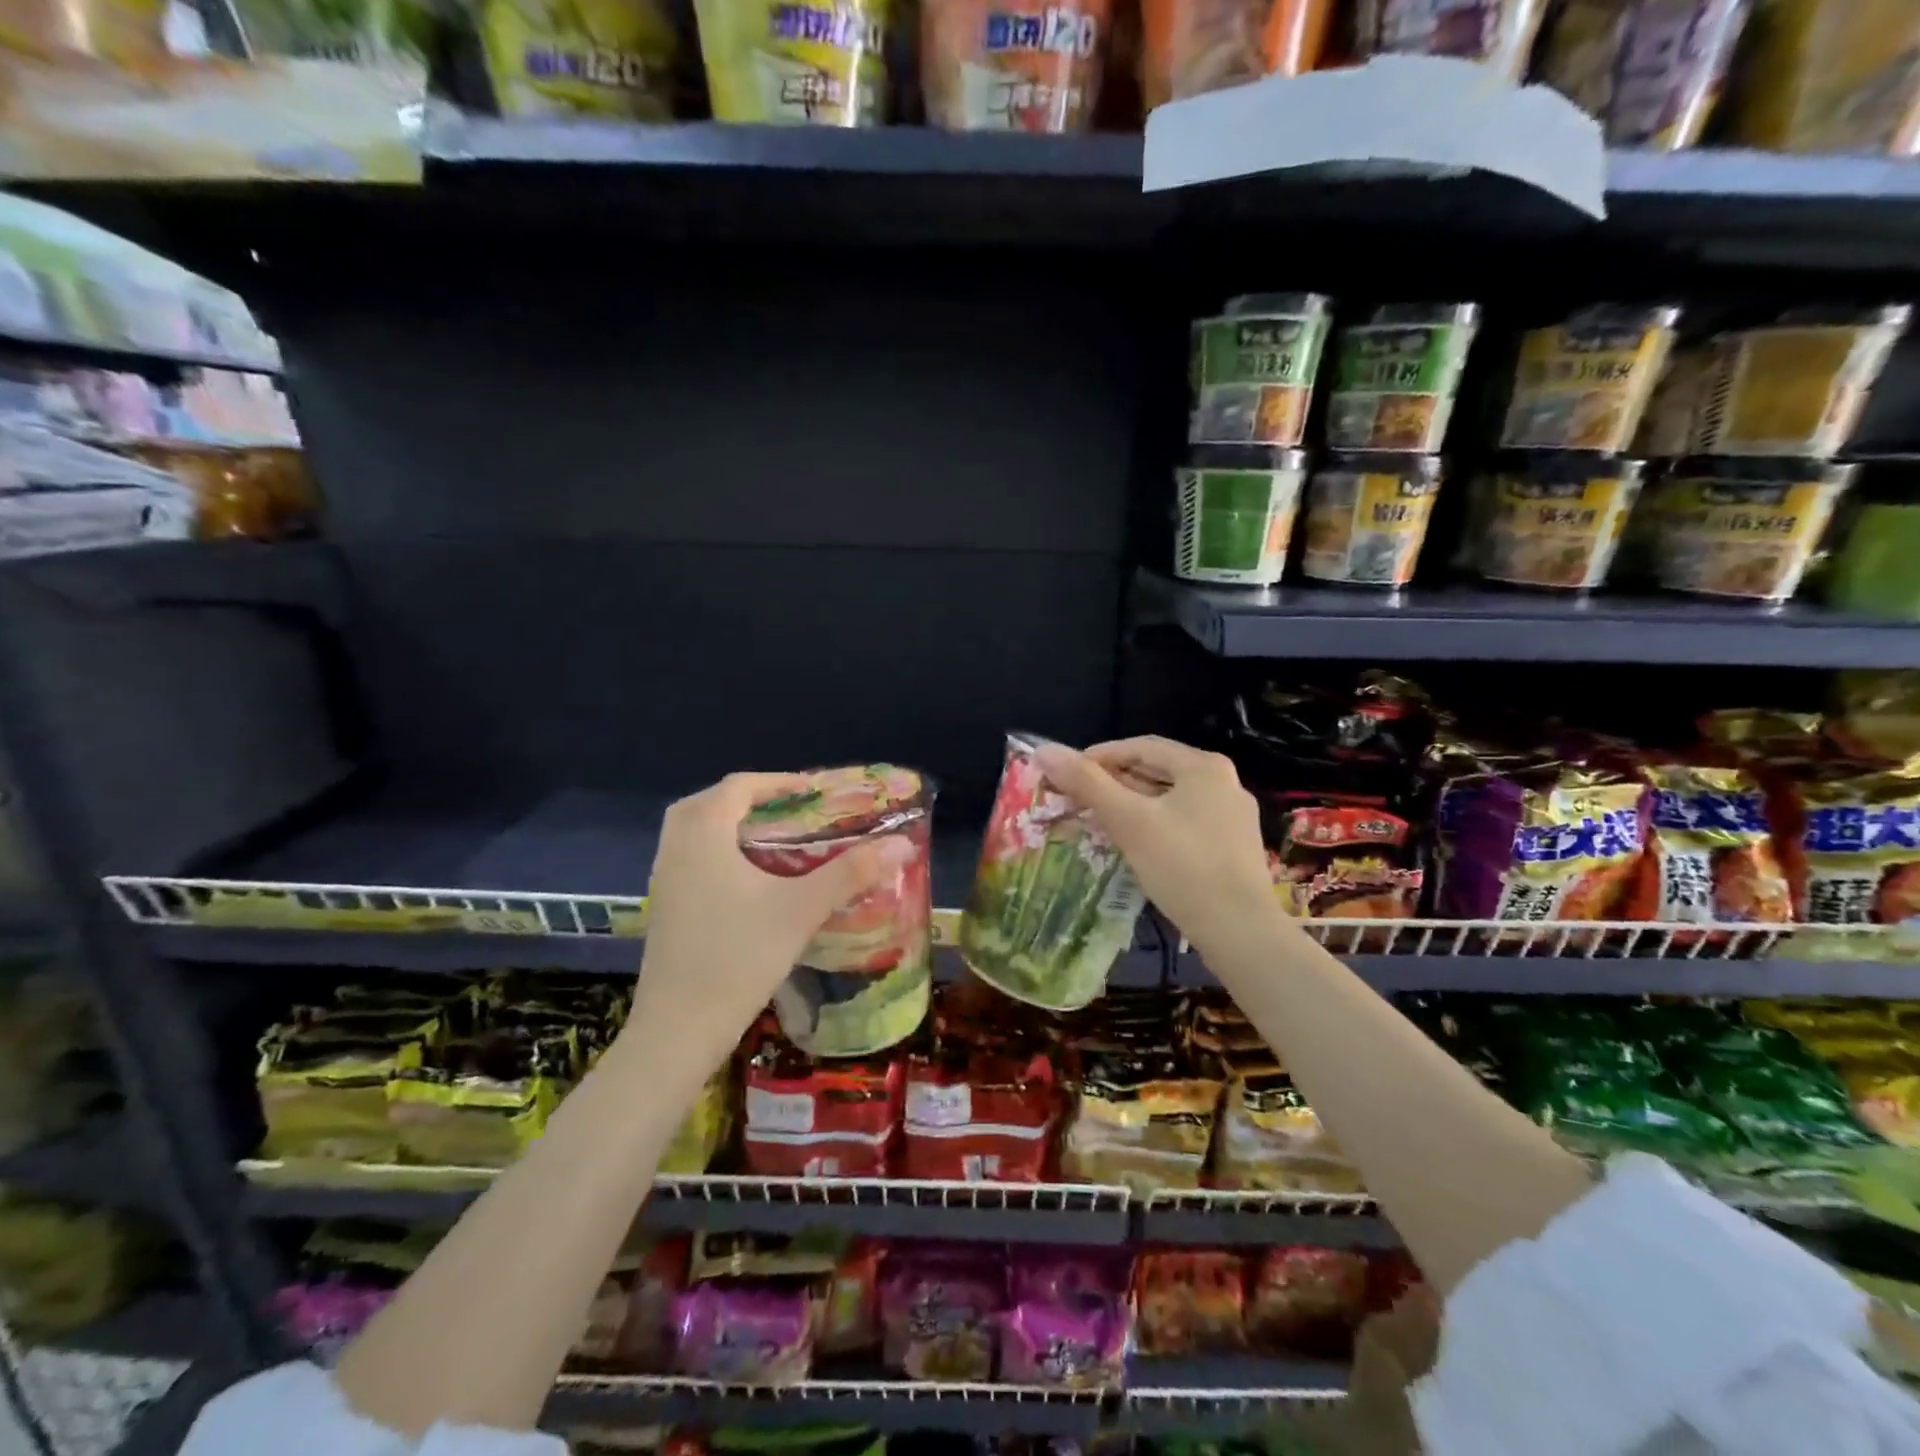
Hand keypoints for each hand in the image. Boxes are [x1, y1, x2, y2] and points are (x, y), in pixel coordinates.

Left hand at [634, 773, 910, 1061]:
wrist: (679, 1028)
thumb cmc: (739, 956)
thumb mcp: (801, 909)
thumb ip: (851, 872)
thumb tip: (901, 844)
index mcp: (703, 833)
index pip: (739, 786)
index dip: (779, 781)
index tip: (814, 791)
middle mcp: (676, 847)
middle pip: (710, 803)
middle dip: (750, 800)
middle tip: (790, 812)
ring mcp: (664, 879)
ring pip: (695, 832)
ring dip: (731, 826)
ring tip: (774, 842)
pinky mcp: (663, 908)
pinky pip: (689, 859)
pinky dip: (717, 852)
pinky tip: (749, 882)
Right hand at [1032, 736, 1279, 947]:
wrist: (1240, 931)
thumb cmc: (1182, 866)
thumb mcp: (1129, 821)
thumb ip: (1087, 783)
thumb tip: (1044, 750)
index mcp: (1203, 766)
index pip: (1140, 746)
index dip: (1098, 756)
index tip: (1065, 774)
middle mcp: (1223, 783)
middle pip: (1155, 771)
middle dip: (1113, 782)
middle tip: (1076, 798)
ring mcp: (1231, 817)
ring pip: (1168, 799)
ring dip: (1130, 805)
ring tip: (1097, 820)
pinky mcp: (1231, 847)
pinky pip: (1182, 822)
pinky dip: (1152, 825)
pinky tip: (1133, 844)